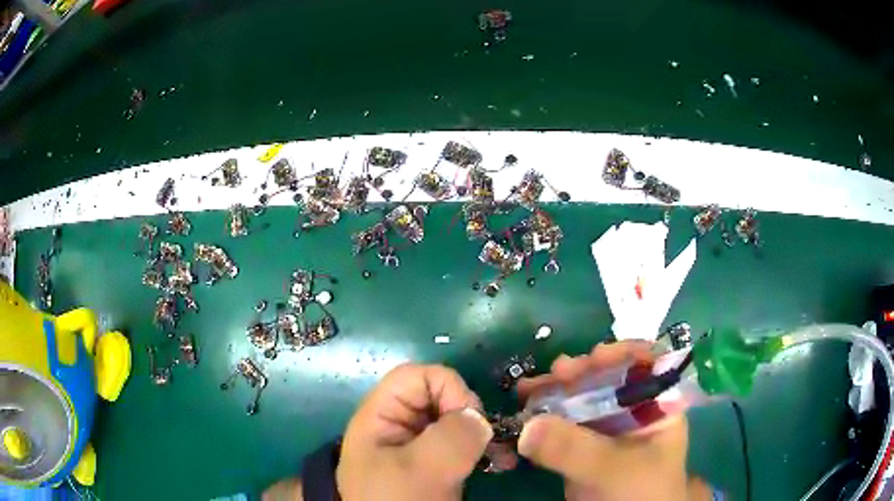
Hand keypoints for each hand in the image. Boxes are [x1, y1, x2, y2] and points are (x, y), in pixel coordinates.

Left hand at [336, 363, 492, 500]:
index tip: (468, 420)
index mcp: (382, 415)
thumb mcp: (419, 470)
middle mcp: (400, 424)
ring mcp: (418, 445)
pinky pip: (462, 443)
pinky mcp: (435, 463)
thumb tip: (479, 418)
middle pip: (441, 396)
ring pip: (456, 420)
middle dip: (470, 415)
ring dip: (482, 434)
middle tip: (486, 442)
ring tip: (500, 457)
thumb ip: (451, 437)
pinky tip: (498, 464)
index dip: (448, 388)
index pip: (418, 376)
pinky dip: (482, 449)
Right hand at [516, 342, 690, 500]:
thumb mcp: (615, 469)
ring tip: (527, 389)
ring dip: (554, 391)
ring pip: (581, 398)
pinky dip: (543, 417)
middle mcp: (634, 411)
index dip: (623, 354)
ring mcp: (606, 429)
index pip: (648, 365)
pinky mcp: (583, 447)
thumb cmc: (639, 494)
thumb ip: (576, 449)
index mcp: (658, 407)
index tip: (593, 357)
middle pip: (609, 378)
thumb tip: (527, 425)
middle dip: (580, 372)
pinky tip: (523, 412)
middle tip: (554, 374)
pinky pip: (563, 424)